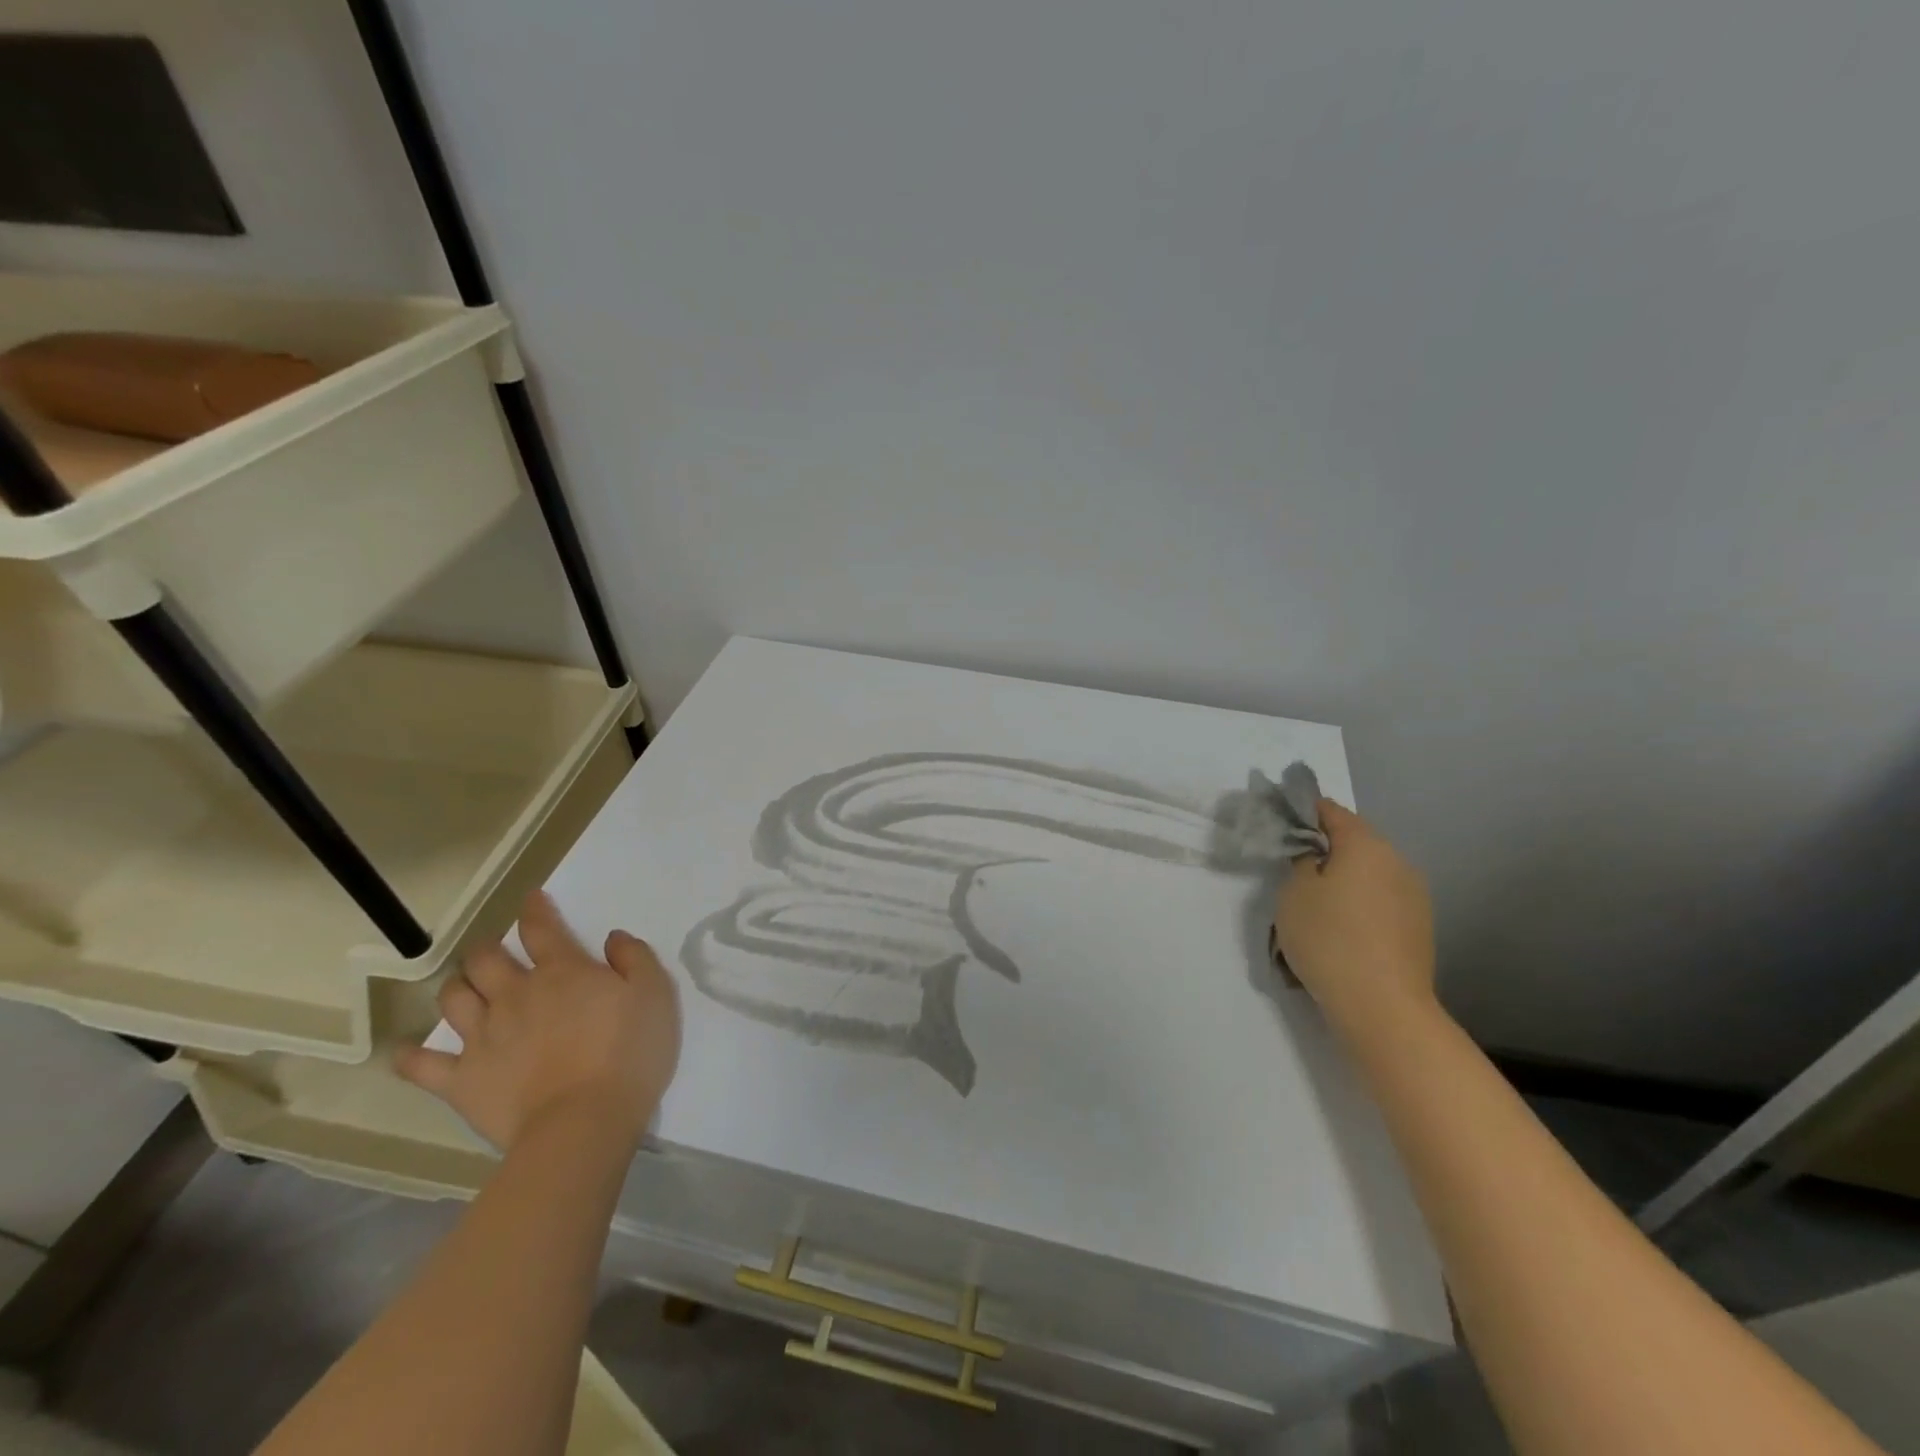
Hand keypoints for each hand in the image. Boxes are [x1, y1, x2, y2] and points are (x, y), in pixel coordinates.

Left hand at [398, 892, 681, 1152]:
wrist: (583, 1123)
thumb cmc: (628, 1054)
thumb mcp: (655, 995)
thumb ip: (635, 958)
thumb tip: (612, 939)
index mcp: (562, 971)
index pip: (540, 928)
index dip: (534, 910)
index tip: (532, 899)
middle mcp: (515, 994)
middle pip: (485, 959)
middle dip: (487, 948)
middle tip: (495, 952)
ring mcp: (483, 1037)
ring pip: (454, 998)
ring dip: (457, 987)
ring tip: (465, 989)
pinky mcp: (461, 1080)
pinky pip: (422, 1065)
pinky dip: (410, 1056)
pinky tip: (405, 1052)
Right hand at [1273, 801, 1437, 1032]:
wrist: (1382, 1007)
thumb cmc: (1329, 939)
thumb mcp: (1294, 892)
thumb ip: (1300, 861)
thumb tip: (1313, 854)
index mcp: (1366, 844)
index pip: (1331, 811)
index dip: (1303, 811)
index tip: (1279, 821)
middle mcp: (1397, 861)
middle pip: (1354, 841)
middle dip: (1324, 847)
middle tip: (1291, 865)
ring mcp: (1414, 895)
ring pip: (1369, 872)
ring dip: (1343, 878)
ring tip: (1315, 902)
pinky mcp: (1418, 926)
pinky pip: (1380, 899)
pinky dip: (1359, 903)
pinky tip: (1340, 928)